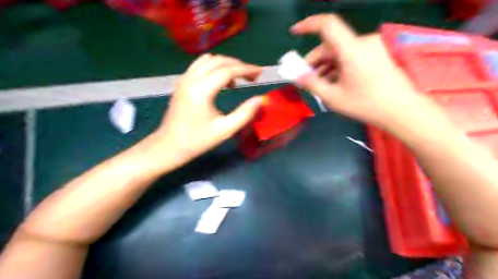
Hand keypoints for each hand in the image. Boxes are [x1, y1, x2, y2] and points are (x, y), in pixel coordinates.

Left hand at [155, 55, 264, 165]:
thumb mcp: (225, 130)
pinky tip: (222, 81)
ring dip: (226, 64)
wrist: (170, 146)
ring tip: (238, 78)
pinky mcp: (181, 82)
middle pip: (219, 61)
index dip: (246, 69)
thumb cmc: (197, 140)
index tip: (260, 72)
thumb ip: (245, 114)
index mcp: (201, 90)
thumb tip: (260, 99)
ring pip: (208, 60)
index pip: (227, 70)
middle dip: (239, 65)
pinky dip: (214, 67)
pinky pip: (200, 65)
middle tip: (253, 76)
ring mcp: (184, 79)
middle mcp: (191, 79)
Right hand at [291, 14, 420, 127]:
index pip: (327, 25)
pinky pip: (350, 55)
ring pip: (340, 51)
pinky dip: (338, 66)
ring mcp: (370, 47)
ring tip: (319, 84)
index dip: (308, 25)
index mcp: (352, 50)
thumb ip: (312, 83)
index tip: (294, 32)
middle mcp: (362, 42)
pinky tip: (333, 82)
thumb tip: (297, 75)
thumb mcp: (333, 97)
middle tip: (305, 77)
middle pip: (331, 44)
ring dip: (326, 65)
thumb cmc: (366, 104)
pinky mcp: (375, 54)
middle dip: (315, 60)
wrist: (402, 110)